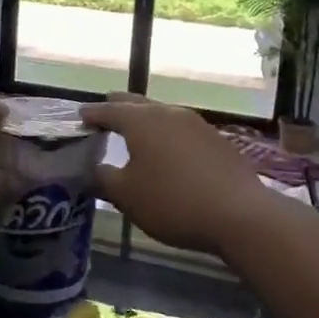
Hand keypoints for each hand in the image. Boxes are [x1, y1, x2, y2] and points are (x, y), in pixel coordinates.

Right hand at [81, 95, 274, 256]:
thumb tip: (92, 169)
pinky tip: (168, 150)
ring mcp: (196, 124)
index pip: (109, 110)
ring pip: (162, 114)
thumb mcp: (127, 196)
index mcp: (141, 121)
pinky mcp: (216, 140)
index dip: (92, 114)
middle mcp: (168, 113)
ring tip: (135, 130)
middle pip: (137, 104)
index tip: (80, 117)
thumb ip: (104, 178)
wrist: (239, 214)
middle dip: (118, 107)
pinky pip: (182, 129)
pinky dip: (167, 134)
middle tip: (104, 112)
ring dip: (146, 119)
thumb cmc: (172, 202)